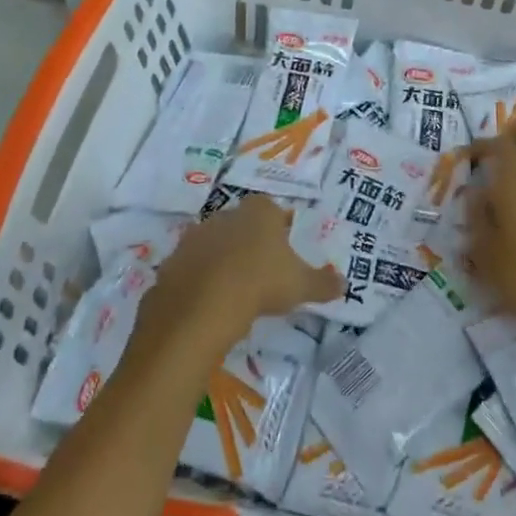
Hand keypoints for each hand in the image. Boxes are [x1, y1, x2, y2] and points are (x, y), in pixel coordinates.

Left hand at [130, 195, 340, 360]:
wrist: (202, 305)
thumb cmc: (261, 282)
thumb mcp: (301, 285)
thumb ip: (323, 283)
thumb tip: (344, 284)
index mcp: (259, 211)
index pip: (272, 210)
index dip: (278, 228)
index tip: (284, 251)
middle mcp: (225, 215)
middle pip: (241, 224)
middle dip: (249, 243)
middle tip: (261, 272)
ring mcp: (195, 237)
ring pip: (213, 244)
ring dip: (221, 261)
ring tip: (234, 291)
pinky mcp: (172, 261)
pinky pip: (190, 269)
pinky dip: (198, 282)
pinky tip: (208, 304)